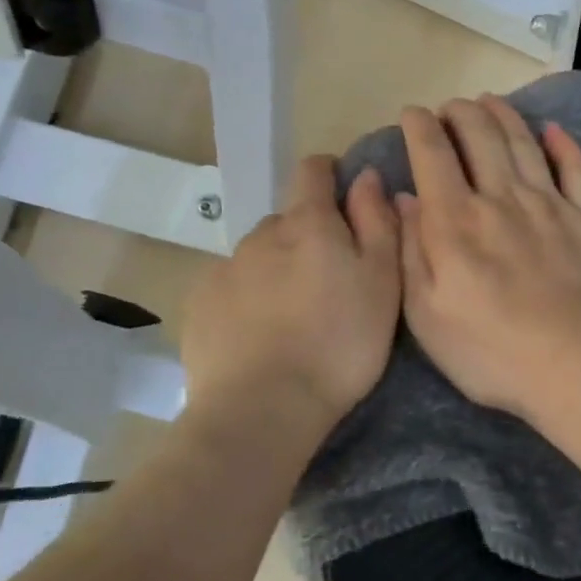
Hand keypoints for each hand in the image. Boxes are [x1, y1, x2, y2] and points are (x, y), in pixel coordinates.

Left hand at [181, 156, 400, 428]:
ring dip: (276, 268)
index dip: (330, 173)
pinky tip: (259, 334)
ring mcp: (224, 269)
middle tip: (328, 280)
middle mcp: (261, 235)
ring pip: (258, 254)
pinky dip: (247, 297)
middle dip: (307, 236)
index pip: (313, 171)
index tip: (344, 195)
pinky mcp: (199, 304)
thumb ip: (377, 222)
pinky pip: (230, 286)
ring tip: (293, 314)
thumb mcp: (381, 282)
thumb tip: (366, 175)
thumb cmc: (339, 344)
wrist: (262, 410)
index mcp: (308, 224)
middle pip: (287, 219)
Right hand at [397, 95, 580, 420]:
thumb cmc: (493, 351)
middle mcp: (501, 198)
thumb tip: (404, 199)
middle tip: (450, 106)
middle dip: (461, 113)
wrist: (580, 364)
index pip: (432, 155)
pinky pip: (575, 169)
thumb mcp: (427, 315)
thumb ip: (412, 252)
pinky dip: (563, 145)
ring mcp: (550, 205)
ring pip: (523, 144)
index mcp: (456, 221)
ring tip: (490, 102)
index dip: (419, 127)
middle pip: (480, 137)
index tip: (412, 113)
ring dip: (504, 117)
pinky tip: (554, 131)